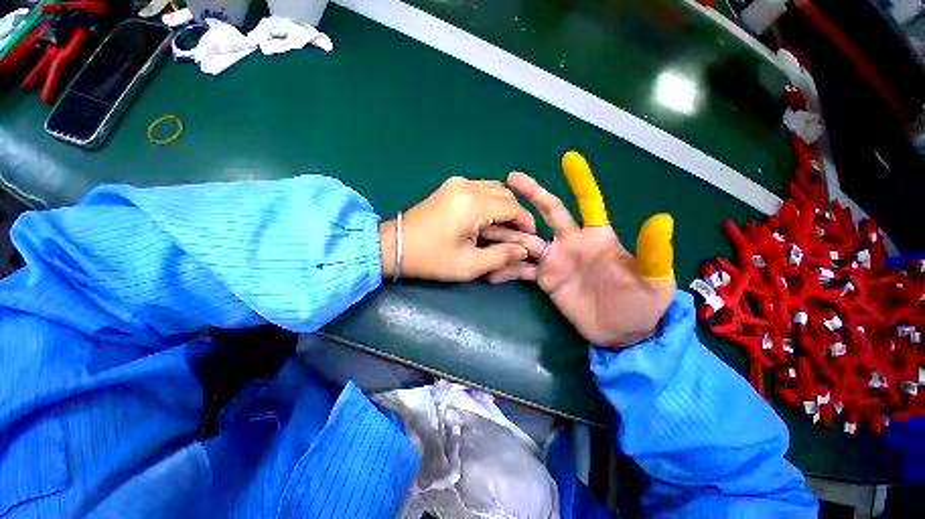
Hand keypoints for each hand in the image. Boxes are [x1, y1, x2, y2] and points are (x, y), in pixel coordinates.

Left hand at [380, 177, 535, 281]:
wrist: (395, 245)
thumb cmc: (432, 258)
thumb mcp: (469, 265)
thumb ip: (501, 256)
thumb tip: (523, 250)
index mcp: (474, 204)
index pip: (513, 207)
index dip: (526, 222)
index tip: (530, 238)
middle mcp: (467, 186)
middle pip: (505, 194)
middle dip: (515, 214)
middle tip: (515, 235)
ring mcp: (456, 183)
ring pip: (493, 189)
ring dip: (503, 207)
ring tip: (502, 229)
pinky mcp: (449, 186)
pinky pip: (479, 189)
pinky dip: (489, 202)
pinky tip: (485, 220)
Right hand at [488, 169, 676, 347]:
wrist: (621, 333)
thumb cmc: (641, 304)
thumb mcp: (654, 281)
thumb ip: (653, 253)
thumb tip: (663, 217)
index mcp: (597, 236)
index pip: (588, 203)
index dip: (580, 181)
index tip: (569, 158)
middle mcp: (571, 242)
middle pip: (548, 212)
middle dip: (531, 194)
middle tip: (510, 179)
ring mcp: (554, 260)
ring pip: (527, 239)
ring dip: (509, 232)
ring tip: (487, 227)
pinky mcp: (544, 279)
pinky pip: (521, 269)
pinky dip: (506, 268)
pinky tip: (489, 268)